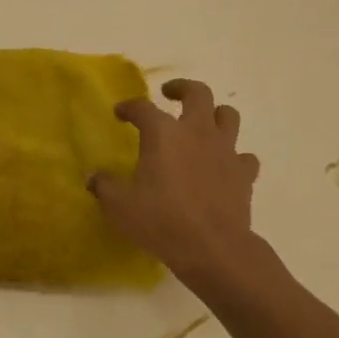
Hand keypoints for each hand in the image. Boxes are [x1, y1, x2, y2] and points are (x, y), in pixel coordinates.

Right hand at [89, 78, 259, 280]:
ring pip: (228, 115)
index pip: (143, 107)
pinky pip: (244, 155)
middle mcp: (197, 132)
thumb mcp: (120, 207)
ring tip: (202, 124)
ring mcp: (225, 150)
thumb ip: (105, 187)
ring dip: (215, 115)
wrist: (213, 248)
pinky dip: (234, 156)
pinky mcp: (244, 173)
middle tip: (170, 94)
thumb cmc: (161, 222)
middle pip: (198, 93)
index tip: (120, 113)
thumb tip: (94, 178)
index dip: (129, 107)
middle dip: (182, 89)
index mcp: (163, 134)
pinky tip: (224, 166)